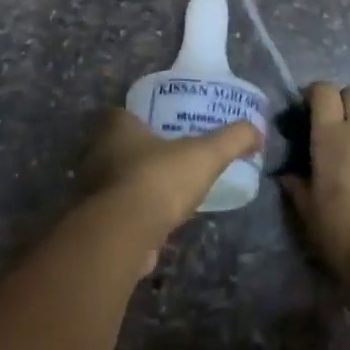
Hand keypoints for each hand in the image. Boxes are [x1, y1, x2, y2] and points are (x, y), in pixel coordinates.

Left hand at [84, 110, 261, 255]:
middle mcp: (96, 154)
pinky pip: (116, 213)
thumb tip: (258, 132)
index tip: (163, 127)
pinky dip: (133, 216)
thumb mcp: (206, 154)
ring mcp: (91, 191)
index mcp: (115, 127)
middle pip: (118, 148)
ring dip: (136, 187)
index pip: (123, 115)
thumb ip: (233, 140)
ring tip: (167, 192)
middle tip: (170, 158)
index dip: (142, 119)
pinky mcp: (95, 224)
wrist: (124, 234)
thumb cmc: (159, 179)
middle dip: (140, 154)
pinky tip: (156, 223)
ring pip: (115, 182)